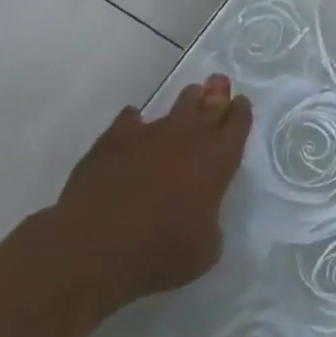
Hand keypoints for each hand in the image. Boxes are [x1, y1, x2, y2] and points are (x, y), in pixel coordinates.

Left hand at [46, 75, 252, 318]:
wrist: (94, 247)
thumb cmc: (160, 252)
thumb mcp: (205, 250)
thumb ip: (210, 222)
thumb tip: (202, 215)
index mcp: (218, 160)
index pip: (238, 123)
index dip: (240, 112)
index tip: (240, 104)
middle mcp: (189, 137)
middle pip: (210, 104)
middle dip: (218, 94)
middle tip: (219, 84)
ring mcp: (150, 133)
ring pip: (177, 105)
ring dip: (187, 101)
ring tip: (190, 97)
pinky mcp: (114, 139)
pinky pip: (130, 119)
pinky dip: (134, 122)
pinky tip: (132, 126)